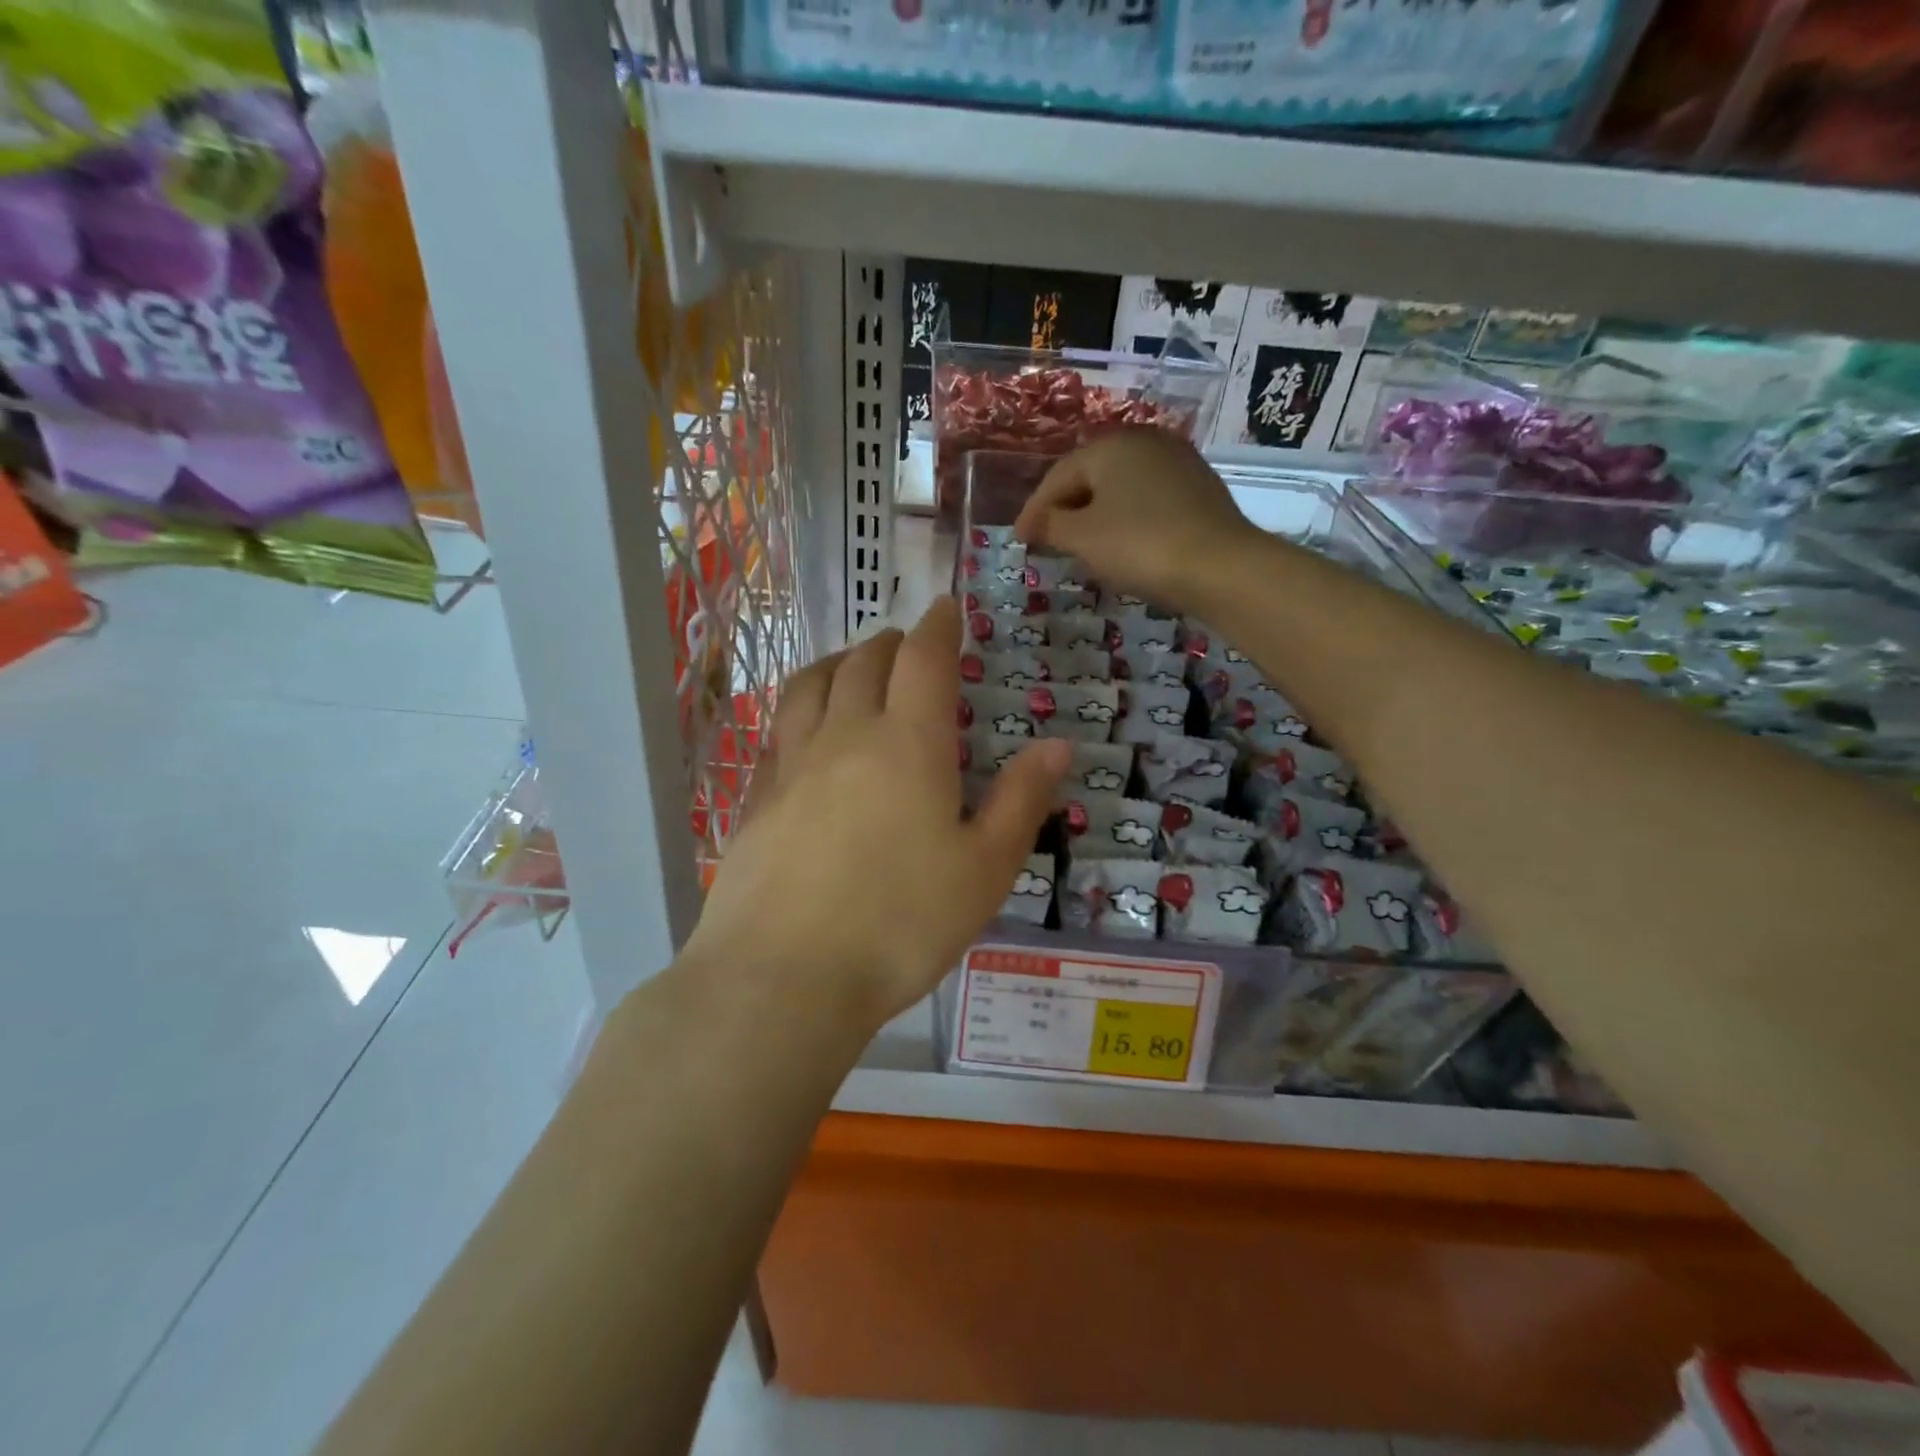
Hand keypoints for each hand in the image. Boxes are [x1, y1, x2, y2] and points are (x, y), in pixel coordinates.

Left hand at [684, 599, 1069, 1030]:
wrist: (784, 977)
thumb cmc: (901, 925)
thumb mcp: (984, 870)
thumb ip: (1021, 801)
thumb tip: (1058, 745)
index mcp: (909, 744)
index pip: (925, 659)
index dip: (939, 627)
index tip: (946, 608)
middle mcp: (846, 736)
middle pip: (865, 662)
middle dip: (891, 642)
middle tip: (907, 643)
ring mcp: (792, 764)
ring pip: (811, 685)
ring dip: (838, 662)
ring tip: (852, 664)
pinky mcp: (756, 798)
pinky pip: (778, 730)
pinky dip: (800, 708)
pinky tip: (804, 728)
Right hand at [1013, 429, 1252, 612]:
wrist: (1219, 566)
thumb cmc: (1139, 546)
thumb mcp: (1082, 538)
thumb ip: (1051, 525)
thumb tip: (1037, 523)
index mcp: (1110, 446)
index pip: (1058, 476)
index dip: (1034, 509)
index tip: (1019, 538)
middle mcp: (1144, 442)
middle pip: (1090, 476)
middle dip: (1065, 508)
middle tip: (1047, 538)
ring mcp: (1177, 462)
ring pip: (1121, 488)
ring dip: (1096, 513)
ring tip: (1081, 542)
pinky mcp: (1199, 488)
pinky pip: (1147, 499)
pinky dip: (1126, 518)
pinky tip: (1122, 542)